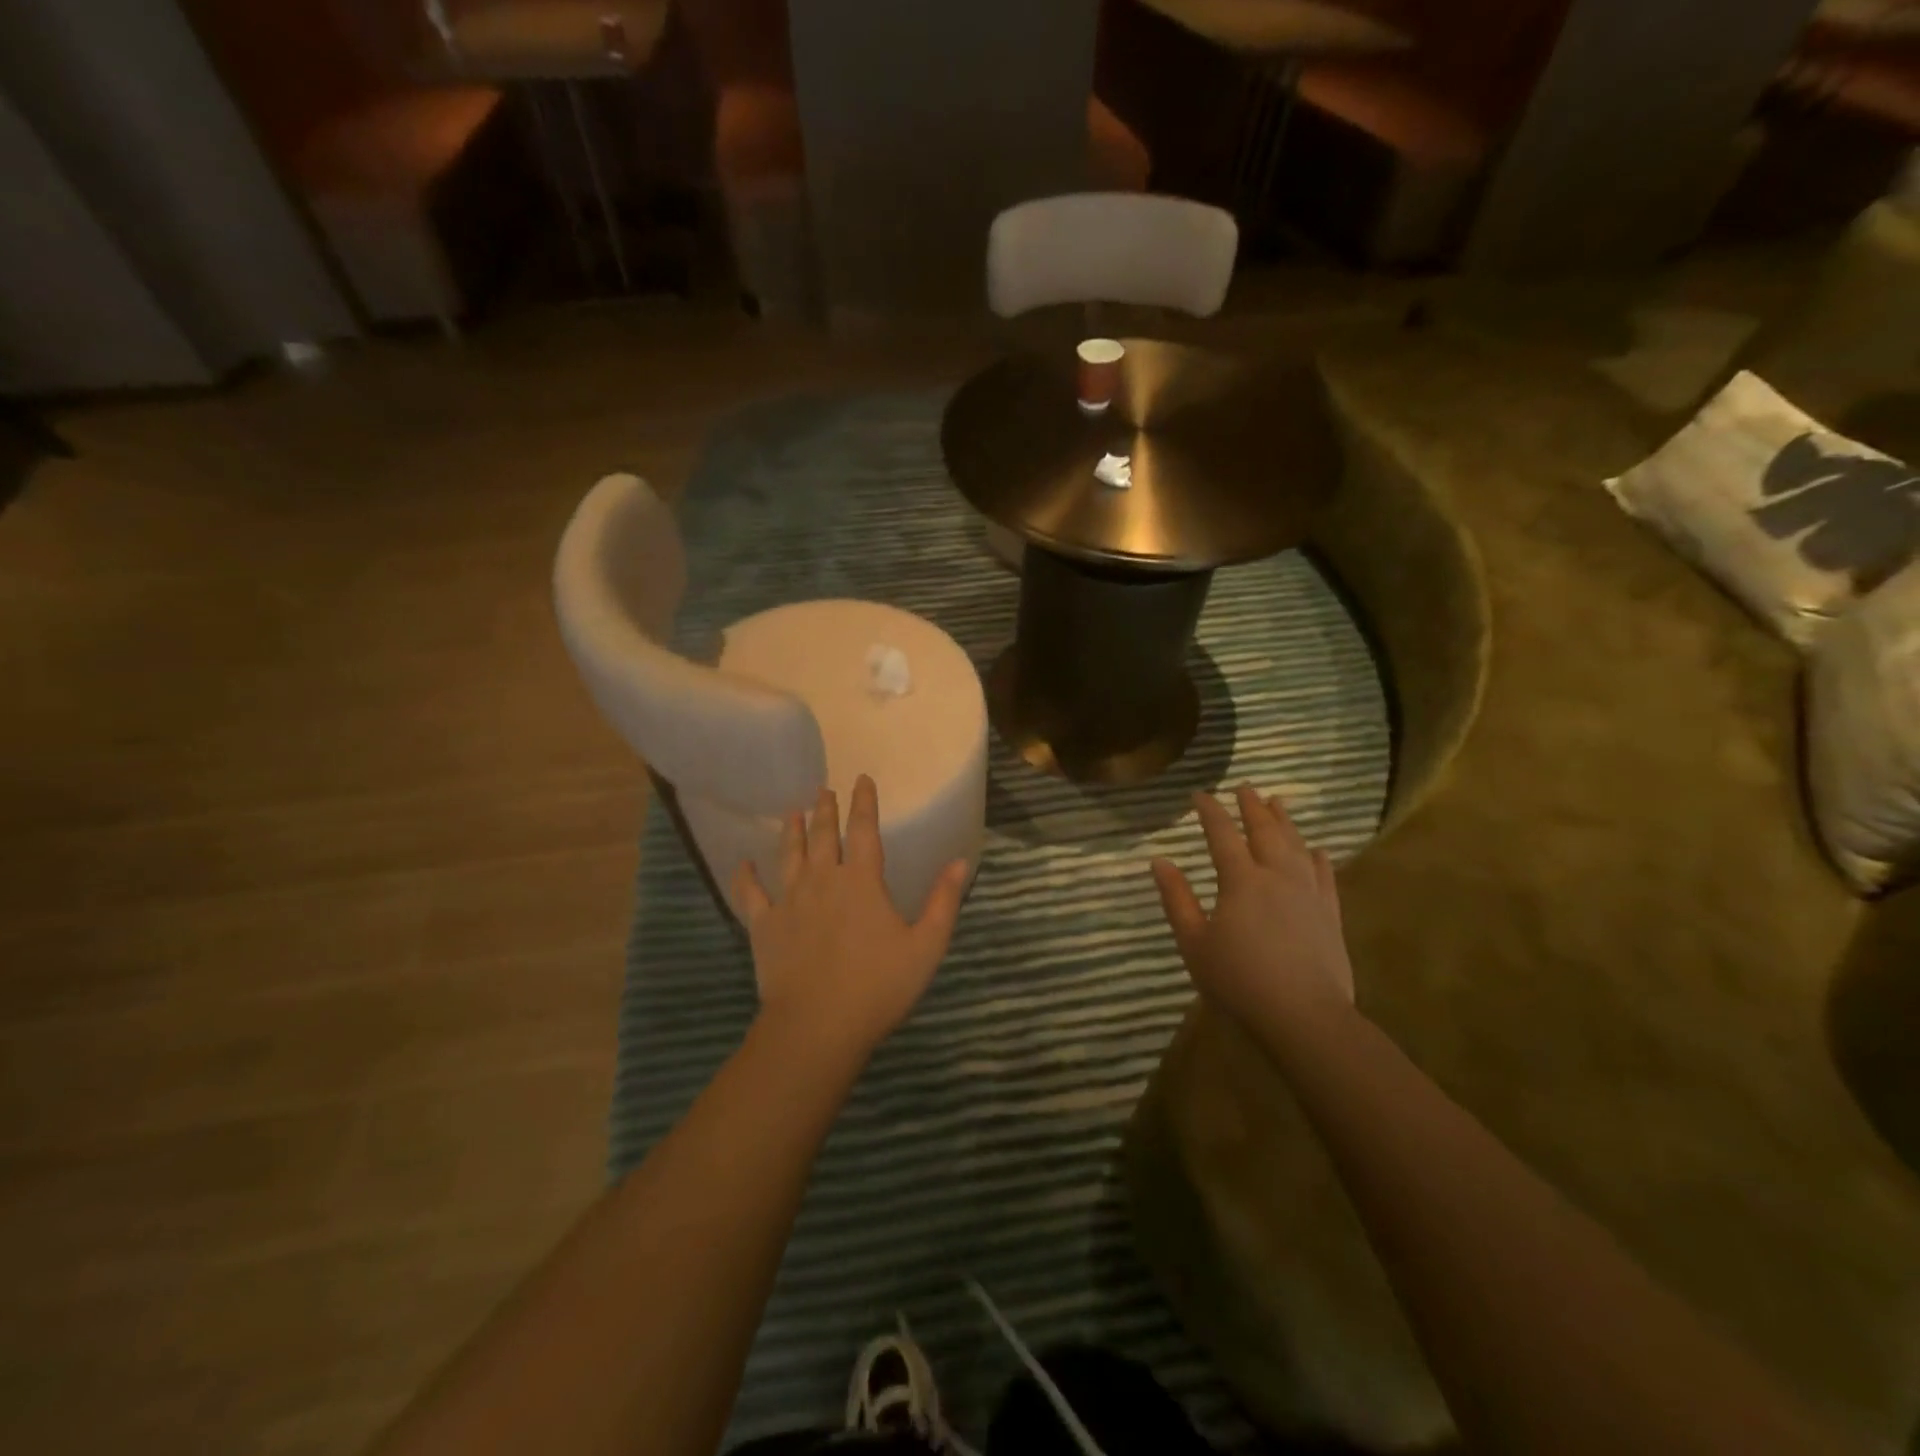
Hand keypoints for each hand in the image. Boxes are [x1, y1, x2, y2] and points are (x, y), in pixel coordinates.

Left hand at [733, 775, 968, 1062]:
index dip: (864, 802)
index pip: (863, 829)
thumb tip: (959, 861)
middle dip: (825, 809)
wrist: (817, 1026)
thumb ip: (943, 901)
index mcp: (862, 880)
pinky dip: (745, 876)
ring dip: (791, 830)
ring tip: (792, 811)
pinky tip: (743, 863)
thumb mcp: (926, 945)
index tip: (861, 779)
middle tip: (823, 790)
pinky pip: (750, 894)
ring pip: (789, 855)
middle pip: (822, 835)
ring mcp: (789, 900)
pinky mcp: (764, 925)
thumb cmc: (878, 986)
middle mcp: (823, 879)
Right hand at [1151, 785, 1354, 1040]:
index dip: (1210, 811)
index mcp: (1240, 880)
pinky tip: (1316, 849)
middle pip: (1264, 831)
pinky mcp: (1329, 914)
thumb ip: (1176, 899)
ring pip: (1296, 845)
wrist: (1303, 1015)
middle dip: (1251, 806)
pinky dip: (1317, 857)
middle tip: (1244, 786)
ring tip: (1277, 802)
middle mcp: (1276, 876)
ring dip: (1284, 821)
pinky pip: (1324, 875)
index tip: (1200, 794)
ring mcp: (1308, 893)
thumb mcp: (1193, 942)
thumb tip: (1159, 860)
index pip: (1222, 834)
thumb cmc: (1238, 980)